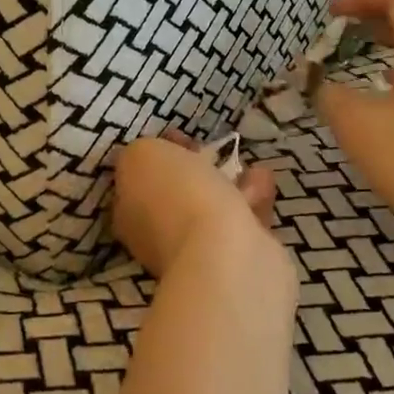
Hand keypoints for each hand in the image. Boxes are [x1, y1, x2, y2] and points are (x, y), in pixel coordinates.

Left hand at [111, 134, 276, 277]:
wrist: (225, 253)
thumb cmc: (177, 197)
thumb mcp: (142, 155)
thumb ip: (143, 152)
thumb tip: (157, 158)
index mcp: (129, 213)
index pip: (139, 180)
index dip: (158, 155)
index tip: (179, 135)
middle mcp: (159, 236)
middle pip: (177, 193)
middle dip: (196, 169)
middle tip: (212, 150)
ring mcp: (199, 251)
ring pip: (213, 206)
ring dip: (228, 182)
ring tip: (244, 162)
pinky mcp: (238, 258)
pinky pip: (243, 218)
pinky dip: (252, 197)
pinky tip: (263, 179)